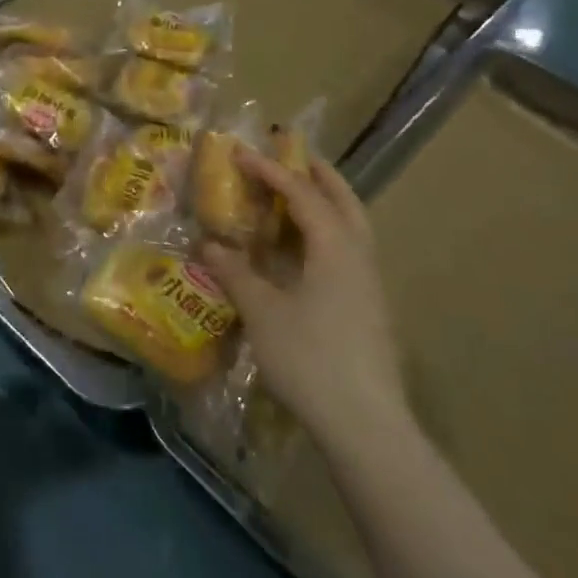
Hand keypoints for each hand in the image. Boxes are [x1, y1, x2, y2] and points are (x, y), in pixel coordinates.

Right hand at [201, 152, 410, 456]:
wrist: (365, 424)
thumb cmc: (310, 358)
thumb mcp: (262, 312)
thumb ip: (235, 272)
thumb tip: (209, 244)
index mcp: (335, 247)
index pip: (302, 193)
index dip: (270, 170)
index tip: (240, 153)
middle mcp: (358, 256)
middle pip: (343, 200)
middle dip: (316, 174)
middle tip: (289, 156)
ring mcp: (368, 284)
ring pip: (350, 226)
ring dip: (324, 202)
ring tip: (293, 196)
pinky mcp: (367, 308)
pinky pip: (346, 251)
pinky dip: (324, 234)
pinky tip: (299, 252)